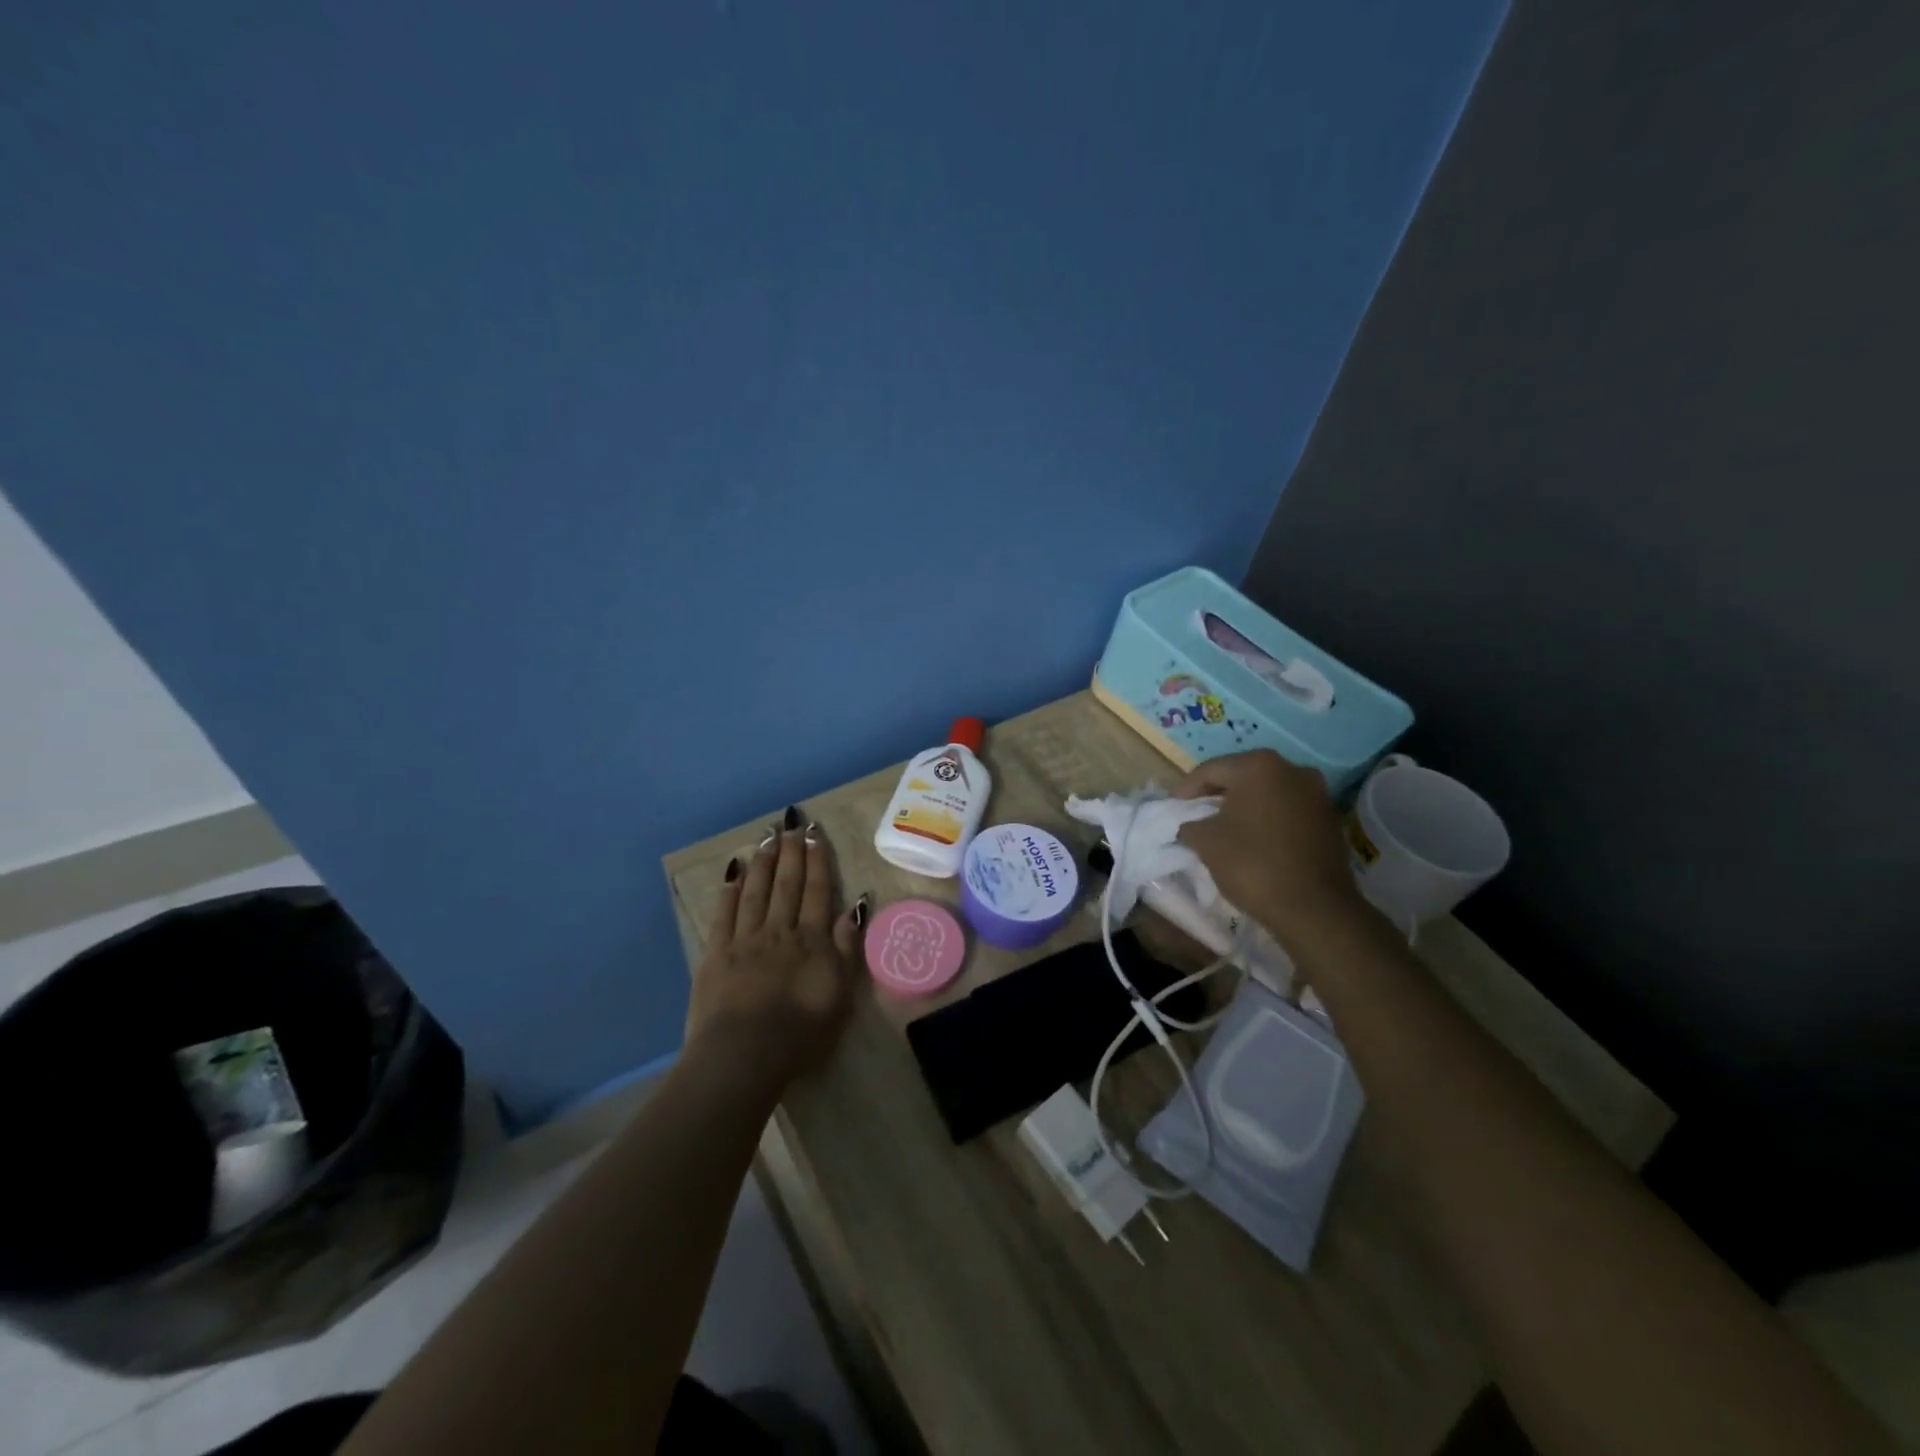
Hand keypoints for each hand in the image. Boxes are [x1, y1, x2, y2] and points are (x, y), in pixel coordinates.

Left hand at [687, 809, 864, 1088]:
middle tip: (791, 823)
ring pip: (756, 892)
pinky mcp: (716, 955)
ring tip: (767, 837)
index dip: (817, 861)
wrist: (744, 1055)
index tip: (815, 834)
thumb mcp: (840, 994)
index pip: (817, 891)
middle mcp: (779, 931)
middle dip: (790, 852)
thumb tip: (857, 906)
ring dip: (763, 862)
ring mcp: (745, 940)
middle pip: (786, 884)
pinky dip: (729, 891)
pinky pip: (724, 915)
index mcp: (811, 941)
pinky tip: (733, 872)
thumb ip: (847, 948)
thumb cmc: (800, 1032)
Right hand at [1172, 750, 1370, 946]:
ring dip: (1243, 808)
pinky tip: (1254, 841)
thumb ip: (1190, 824)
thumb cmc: (1253, 864)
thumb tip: (1190, 825)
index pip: (1210, 770)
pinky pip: (1287, 811)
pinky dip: (1267, 820)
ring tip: (1224, 830)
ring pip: (1267, 794)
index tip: (1172, 809)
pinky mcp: (1330, 819)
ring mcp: (1317, 794)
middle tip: (1195, 815)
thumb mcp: (1205, 842)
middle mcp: (1292, 769)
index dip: (1185, 789)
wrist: (1314, 909)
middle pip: (1241, 777)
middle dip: (1216, 795)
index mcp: (1259, 765)